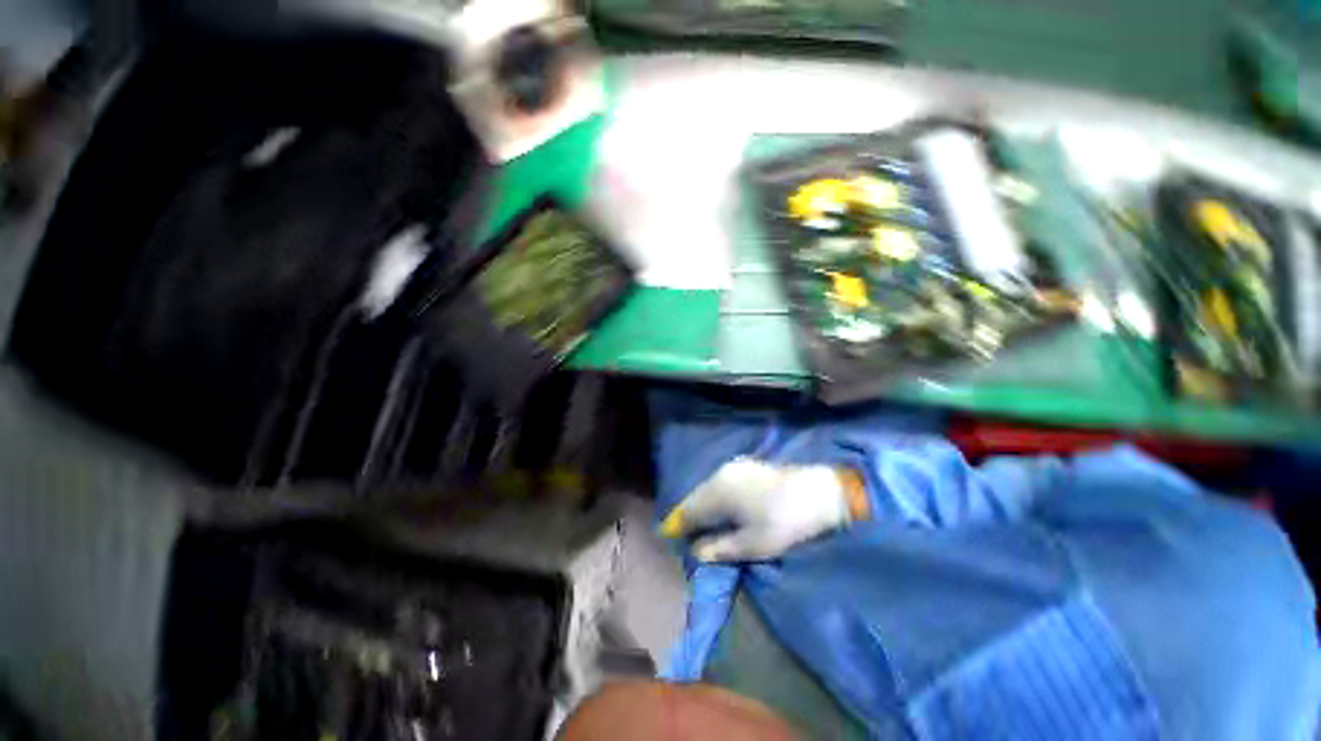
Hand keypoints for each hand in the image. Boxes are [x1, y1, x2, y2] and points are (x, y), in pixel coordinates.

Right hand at [658, 457, 865, 561]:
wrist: (819, 492)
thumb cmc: (784, 522)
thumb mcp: (752, 544)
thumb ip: (720, 548)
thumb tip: (695, 552)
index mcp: (718, 492)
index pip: (688, 509)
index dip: (677, 524)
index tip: (667, 537)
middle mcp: (721, 474)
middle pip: (696, 496)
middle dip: (689, 515)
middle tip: (683, 534)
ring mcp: (735, 467)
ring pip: (708, 488)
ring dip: (702, 505)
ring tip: (700, 523)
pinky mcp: (747, 466)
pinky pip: (721, 482)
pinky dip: (715, 496)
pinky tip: (721, 506)